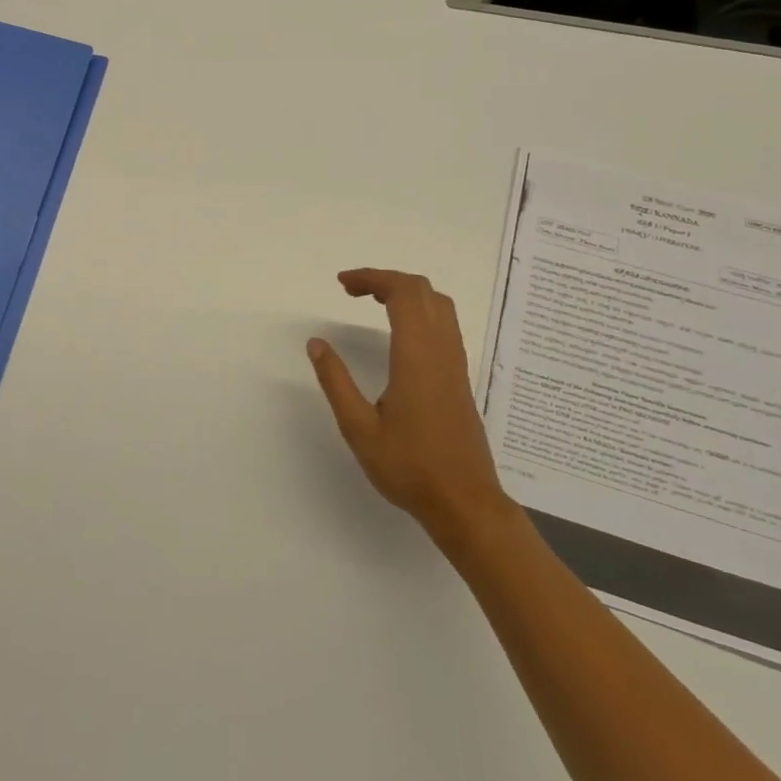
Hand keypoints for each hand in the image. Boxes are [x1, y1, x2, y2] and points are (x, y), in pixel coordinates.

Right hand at [307, 269, 509, 541]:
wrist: (464, 502)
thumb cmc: (409, 467)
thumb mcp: (359, 428)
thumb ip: (335, 381)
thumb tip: (316, 343)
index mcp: (417, 356)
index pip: (402, 293)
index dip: (372, 278)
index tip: (342, 284)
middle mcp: (441, 351)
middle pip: (422, 290)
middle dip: (386, 279)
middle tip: (351, 291)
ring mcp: (455, 363)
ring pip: (439, 305)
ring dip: (406, 293)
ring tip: (373, 302)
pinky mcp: (460, 378)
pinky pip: (444, 325)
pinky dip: (420, 310)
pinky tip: (398, 333)